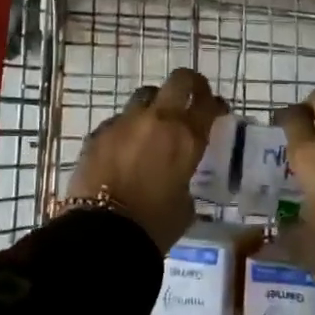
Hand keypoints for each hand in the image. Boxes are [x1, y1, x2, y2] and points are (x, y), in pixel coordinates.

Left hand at [66, 68, 226, 251]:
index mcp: (186, 137)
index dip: (215, 104)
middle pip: (179, 80)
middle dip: (189, 85)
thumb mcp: (185, 206)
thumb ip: (185, 181)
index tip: (217, 110)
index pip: (208, 104)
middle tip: (191, 97)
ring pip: (145, 95)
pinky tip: (125, 148)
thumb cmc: (154, 226)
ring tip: (154, 124)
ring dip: (154, 104)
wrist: (102, 234)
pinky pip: (118, 121)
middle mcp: (157, 119)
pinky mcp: (98, 132)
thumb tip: (177, 178)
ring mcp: (124, 122)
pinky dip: (127, 129)